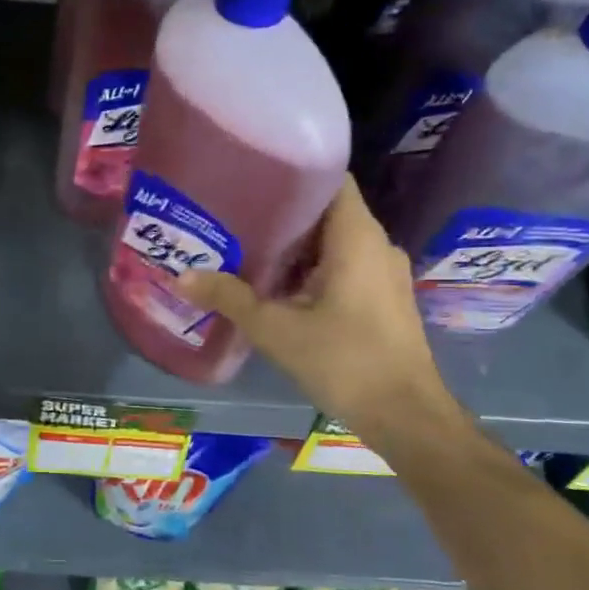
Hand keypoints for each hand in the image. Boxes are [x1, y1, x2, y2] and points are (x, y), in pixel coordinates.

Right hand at [177, 177, 458, 441]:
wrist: (406, 416)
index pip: (331, 179)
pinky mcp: (382, 300)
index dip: (294, 172)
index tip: (252, 175)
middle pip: (326, 212)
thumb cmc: (344, 361)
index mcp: (357, 238)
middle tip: (234, 214)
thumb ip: (230, 298)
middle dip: (282, 213)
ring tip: (246, 248)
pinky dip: (310, 269)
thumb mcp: (276, 329)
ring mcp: (382, 274)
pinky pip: (342, 267)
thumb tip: (182, 275)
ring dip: (294, 246)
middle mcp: (376, 246)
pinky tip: (276, 287)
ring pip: (333, 243)